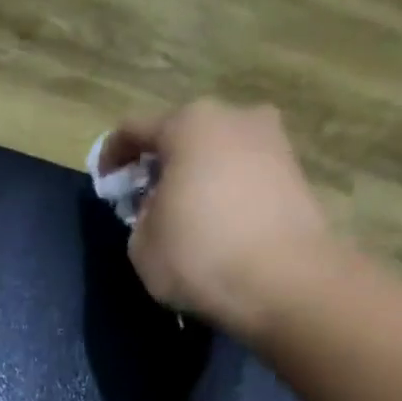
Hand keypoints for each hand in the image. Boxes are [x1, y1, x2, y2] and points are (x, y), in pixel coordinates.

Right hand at [102, 100, 348, 338]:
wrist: (284, 283)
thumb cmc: (199, 256)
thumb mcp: (142, 245)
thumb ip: (140, 216)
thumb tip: (158, 208)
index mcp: (190, 124)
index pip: (136, 129)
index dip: (112, 155)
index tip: (105, 182)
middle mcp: (236, 117)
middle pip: (184, 136)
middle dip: (162, 166)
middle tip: (146, 202)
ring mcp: (274, 143)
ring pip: (219, 155)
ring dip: (197, 180)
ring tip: (184, 219)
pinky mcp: (296, 175)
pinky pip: (245, 179)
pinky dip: (226, 196)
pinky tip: (217, 229)